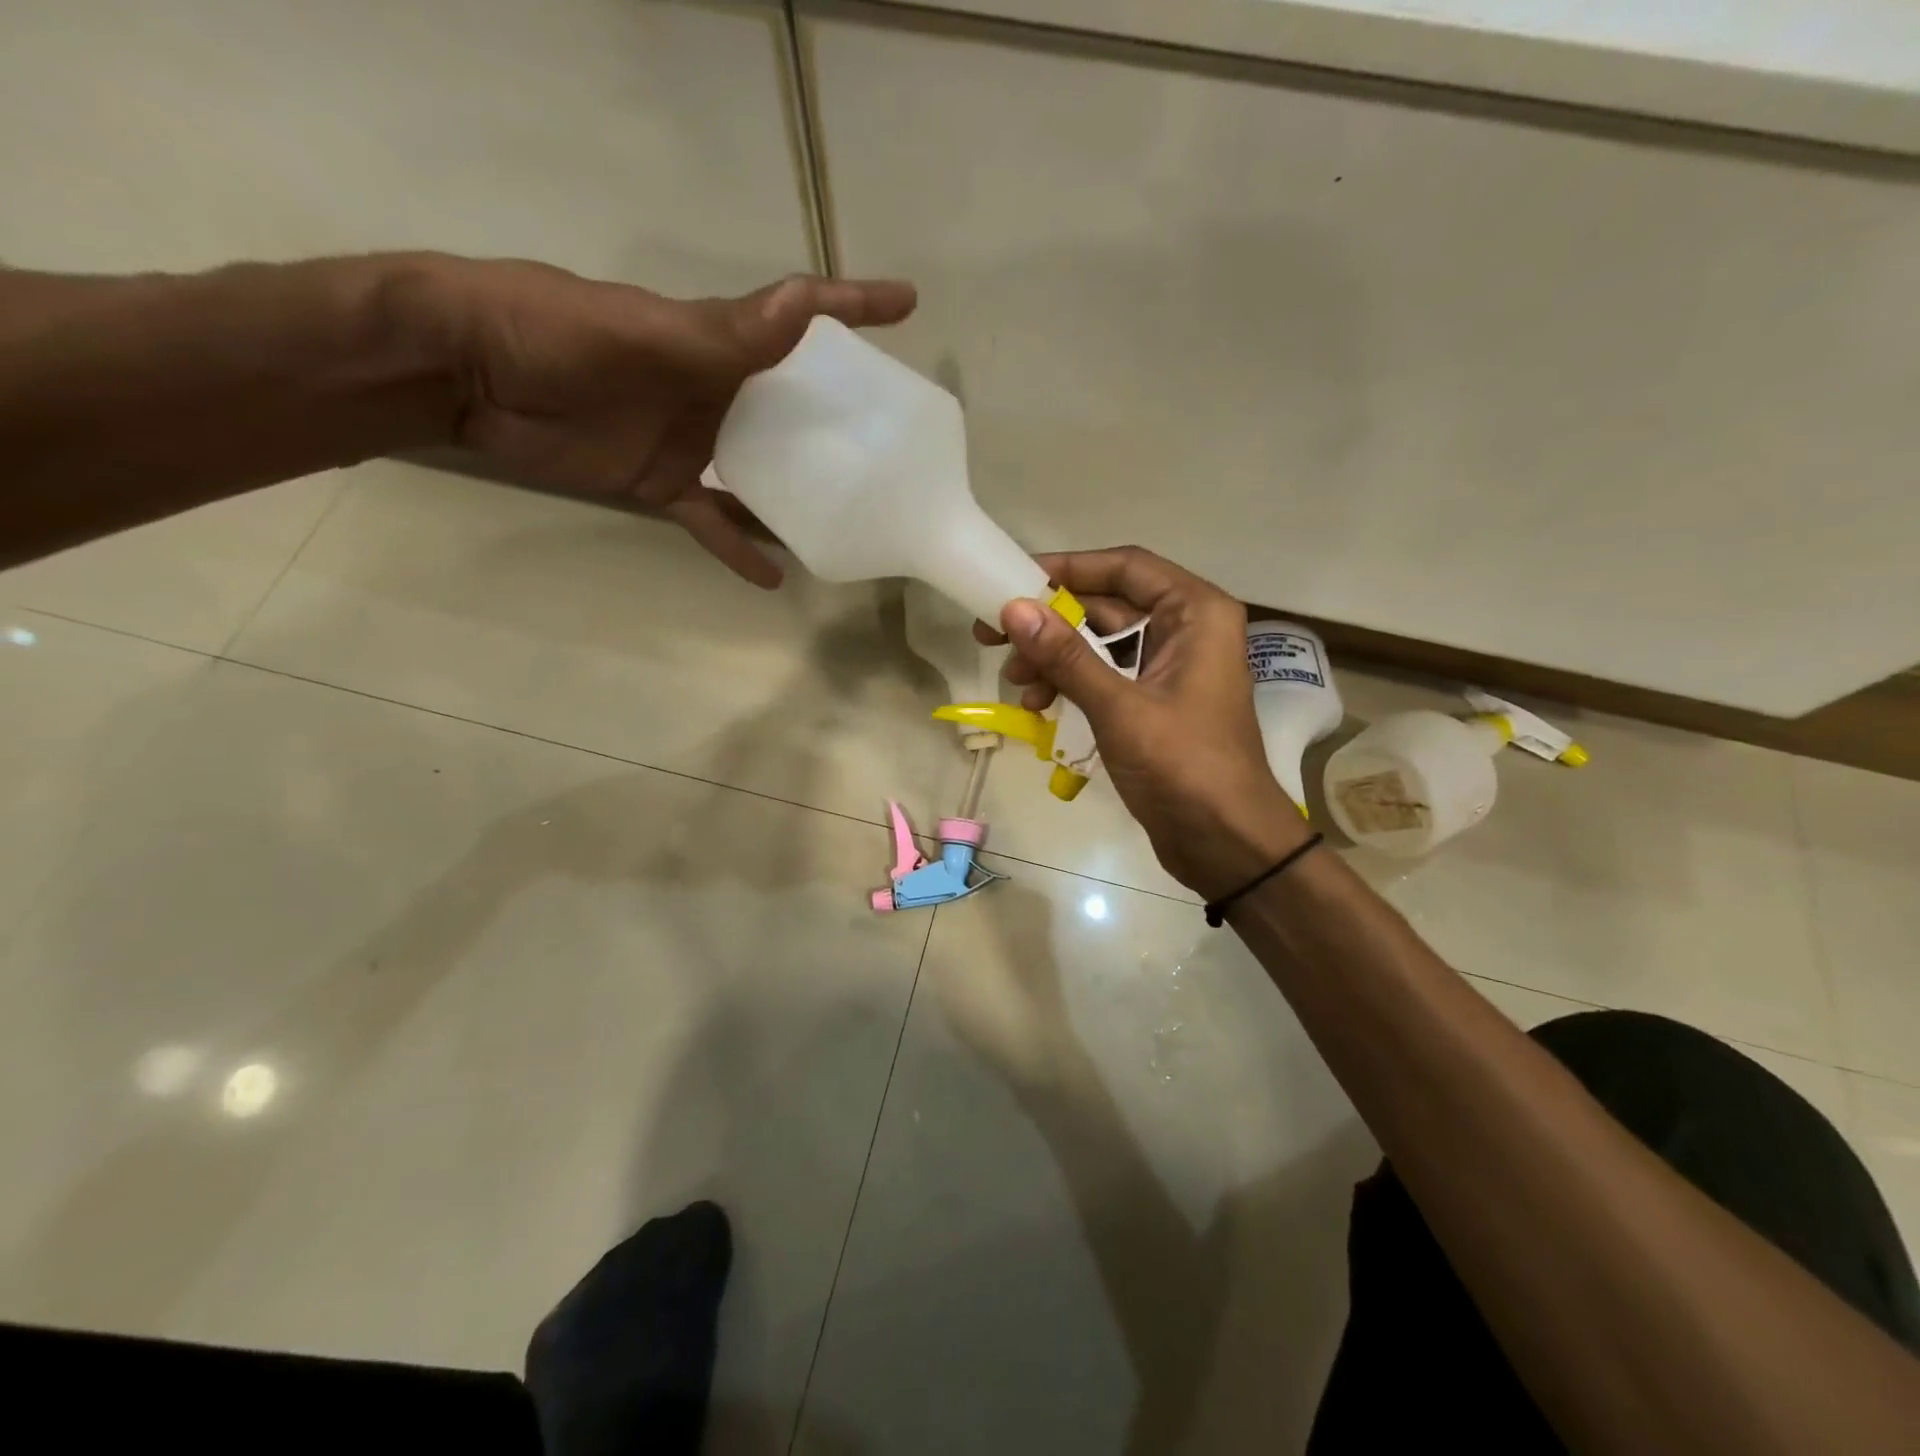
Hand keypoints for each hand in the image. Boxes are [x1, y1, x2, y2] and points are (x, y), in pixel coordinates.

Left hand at [437, 259, 915, 586]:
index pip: (797, 317)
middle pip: (793, 406)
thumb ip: (723, 335)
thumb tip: (804, 307)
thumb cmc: (552, 334)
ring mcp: (693, 441)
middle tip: (894, 446)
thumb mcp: (643, 333)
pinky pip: (714, 521)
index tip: (908, 306)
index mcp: (718, 340)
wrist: (465, 375)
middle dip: (841, 420)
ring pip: (763, 472)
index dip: (852, 307)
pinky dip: (740, 548)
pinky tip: (775, 576)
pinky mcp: (662, 484)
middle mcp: (717, 389)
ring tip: (850, 522)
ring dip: (801, 496)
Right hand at [977, 547, 1307, 898]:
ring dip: (1055, 657)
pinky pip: (1105, 677)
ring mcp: (1170, 668)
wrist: (1226, 842)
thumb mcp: (1119, 707)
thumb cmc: (1184, 766)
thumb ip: (1066, 656)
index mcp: (1196, 613)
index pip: (1125, 567)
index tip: (1015, 579)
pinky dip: (1071, 685)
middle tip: (994, 632)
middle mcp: (1186, 630)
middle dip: (1052, 620)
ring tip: (1015, 680)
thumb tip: (1013, 608)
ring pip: (1101, 644)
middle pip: (1108, 605)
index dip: (1069, 568)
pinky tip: (1039, 705)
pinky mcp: (1154, 703)